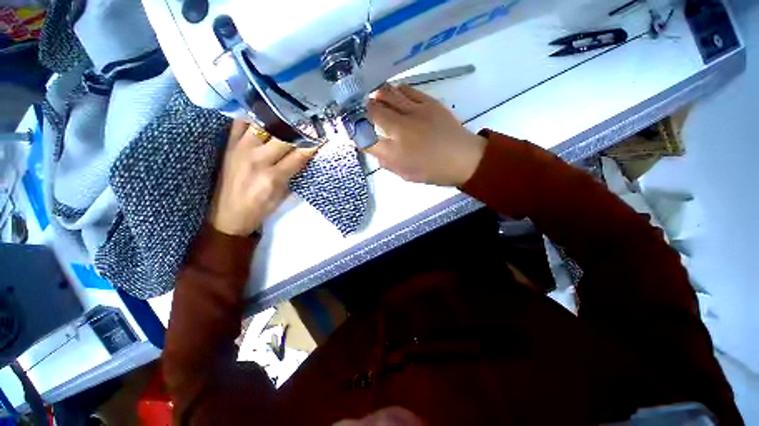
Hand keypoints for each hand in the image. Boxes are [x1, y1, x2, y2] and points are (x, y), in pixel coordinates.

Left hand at [209, 121, 315, 236]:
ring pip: (264, 124)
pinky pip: (241, 122)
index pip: (299, 155)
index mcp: (273, 177)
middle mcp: (257, 160)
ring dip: (280, 120)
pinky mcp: (229, 145)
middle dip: (300, 129)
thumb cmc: (261, 209)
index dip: (313, 144)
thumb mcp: (283, 194)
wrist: (228, 216)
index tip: (323, 135)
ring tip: (291, 115)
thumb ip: (294, 173)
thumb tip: (306, 154)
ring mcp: (241, 149)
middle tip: (310, 123)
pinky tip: (266, 115)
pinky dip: (254, 117)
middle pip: (283, 136)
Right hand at [365, 84, 487, 186]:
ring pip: (386, 94)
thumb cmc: (433, 171)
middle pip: (372, 111)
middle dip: (361, 109)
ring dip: (376, 95)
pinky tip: (393, 94)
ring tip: (373, 98)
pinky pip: (405, 89)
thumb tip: (375, 150)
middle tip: (360, 109)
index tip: (353, 129)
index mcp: (394, 153)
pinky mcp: (427, 101)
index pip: (365, 138)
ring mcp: (414, 112)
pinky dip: (395, 90)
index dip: (355, 132)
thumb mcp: (405, 175)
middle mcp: (400, 130)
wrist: (463, 158)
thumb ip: (387, 163)